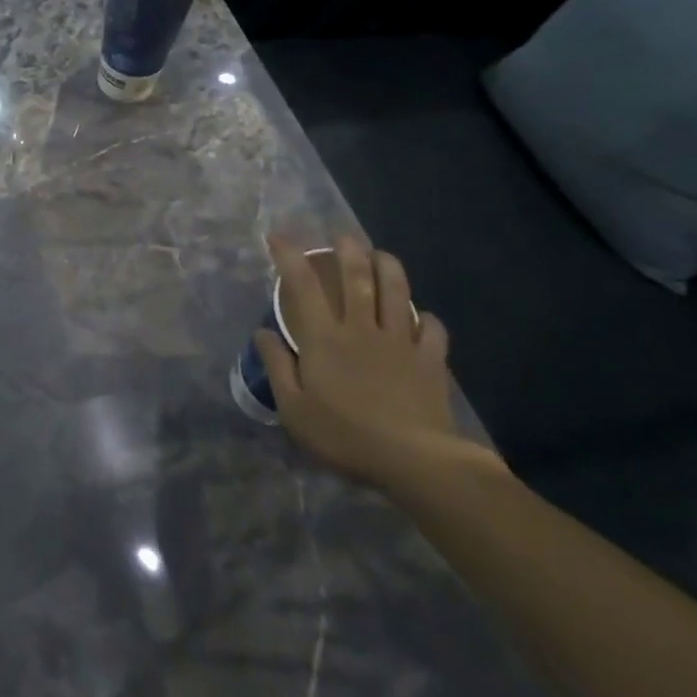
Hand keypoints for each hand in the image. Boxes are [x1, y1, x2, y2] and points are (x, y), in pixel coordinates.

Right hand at [256, 237, 496, 491]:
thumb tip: (263, 332)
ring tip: (382, 255)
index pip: (303, 285)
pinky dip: (428, 319)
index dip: (290, 256)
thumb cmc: (344, 435)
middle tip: (342, 237)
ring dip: (389, 267)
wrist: (414, 460)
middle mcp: (362, 328)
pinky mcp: (430, 360)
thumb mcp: (294, 409)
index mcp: (324, 338)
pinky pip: (433, 329)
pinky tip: (424, 318)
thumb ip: (277, 366)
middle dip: (348, 250)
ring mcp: (400, 341)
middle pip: (357, 277)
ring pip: (397, 292)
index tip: (278, 237)